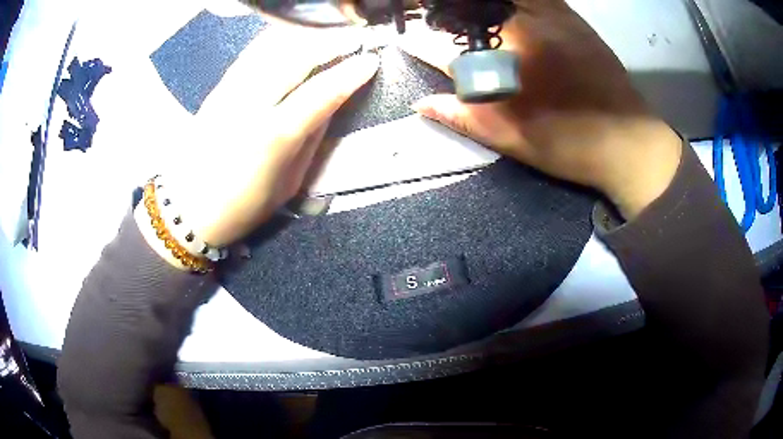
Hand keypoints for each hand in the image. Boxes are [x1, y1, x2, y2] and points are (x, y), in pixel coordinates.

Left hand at [136, 25, 378, 266]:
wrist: (189, 207)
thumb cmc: (243, 205)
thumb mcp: (289, 183)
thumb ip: (311, 139)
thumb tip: (331, 103)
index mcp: (273, 137)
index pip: (320, 93)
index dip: (349, 74)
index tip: (371, 60)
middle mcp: (250, 105)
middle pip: (296, 57)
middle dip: (332, 42)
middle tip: (356, 37)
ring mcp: (230, 92)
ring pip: (273, 47)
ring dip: (307, 35)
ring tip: (330, 33)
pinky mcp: (218, 88)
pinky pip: (253, 52)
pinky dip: (278, 39)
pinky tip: (295, 37)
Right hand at [402, 0, 681, 218]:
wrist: (631, 144)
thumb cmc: (573, 145)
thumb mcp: (516, 139)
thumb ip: (466, 117)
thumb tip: (422, 104)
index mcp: (511, 58)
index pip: (452, 43)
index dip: (425, 42)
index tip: (409, 41)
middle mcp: (529, 27)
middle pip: (476, 8)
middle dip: (448, 13)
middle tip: (437, 22)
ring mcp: (554, 17)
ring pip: (505, 1)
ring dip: (481, 8)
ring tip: (468, 19)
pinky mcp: (573, 17)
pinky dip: (517, 4)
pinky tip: (507, 15)